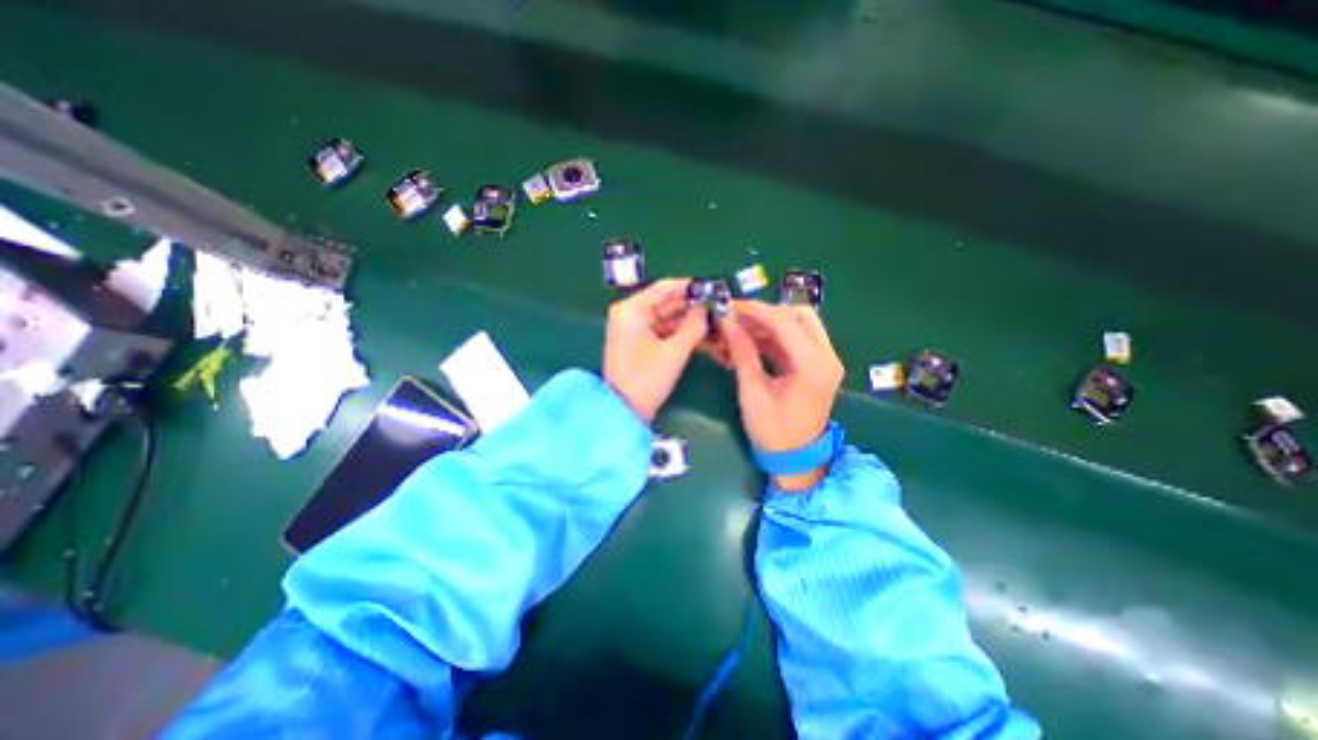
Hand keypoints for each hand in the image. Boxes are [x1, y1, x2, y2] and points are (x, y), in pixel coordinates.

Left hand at [607, 280, 711, 425]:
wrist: (624, 412)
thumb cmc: (646, 379)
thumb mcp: (673, 352)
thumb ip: (693, 326)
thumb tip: (705, 309)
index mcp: (631, 310)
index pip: (665, 288)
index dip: (690, 287)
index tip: (714, 288)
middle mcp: (631, 314)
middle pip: (667, 303)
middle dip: (693, 307)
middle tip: (720, 307)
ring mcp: (635, 330)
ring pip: (668, 319)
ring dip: (690, 322)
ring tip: (717, 322)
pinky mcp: (641, 344)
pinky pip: (665, 332)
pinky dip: (682, 334)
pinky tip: (704, 336)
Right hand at [712, 301, 844, 490]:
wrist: (797, 460)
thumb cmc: (773, 432)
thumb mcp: (753, 392)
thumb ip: (742, 354)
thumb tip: (727, 323)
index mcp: (813, 366)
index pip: (784, 321)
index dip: (754, 310)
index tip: (729, 307)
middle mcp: (827, 357)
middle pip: (800, 315)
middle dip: (766, 312)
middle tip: (738, 318)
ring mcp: (825, 360)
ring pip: (800, 324)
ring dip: (770, 323)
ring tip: (740, 328)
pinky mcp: (818, 366)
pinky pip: (797, 340)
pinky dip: (775, 336)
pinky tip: (751, 340)